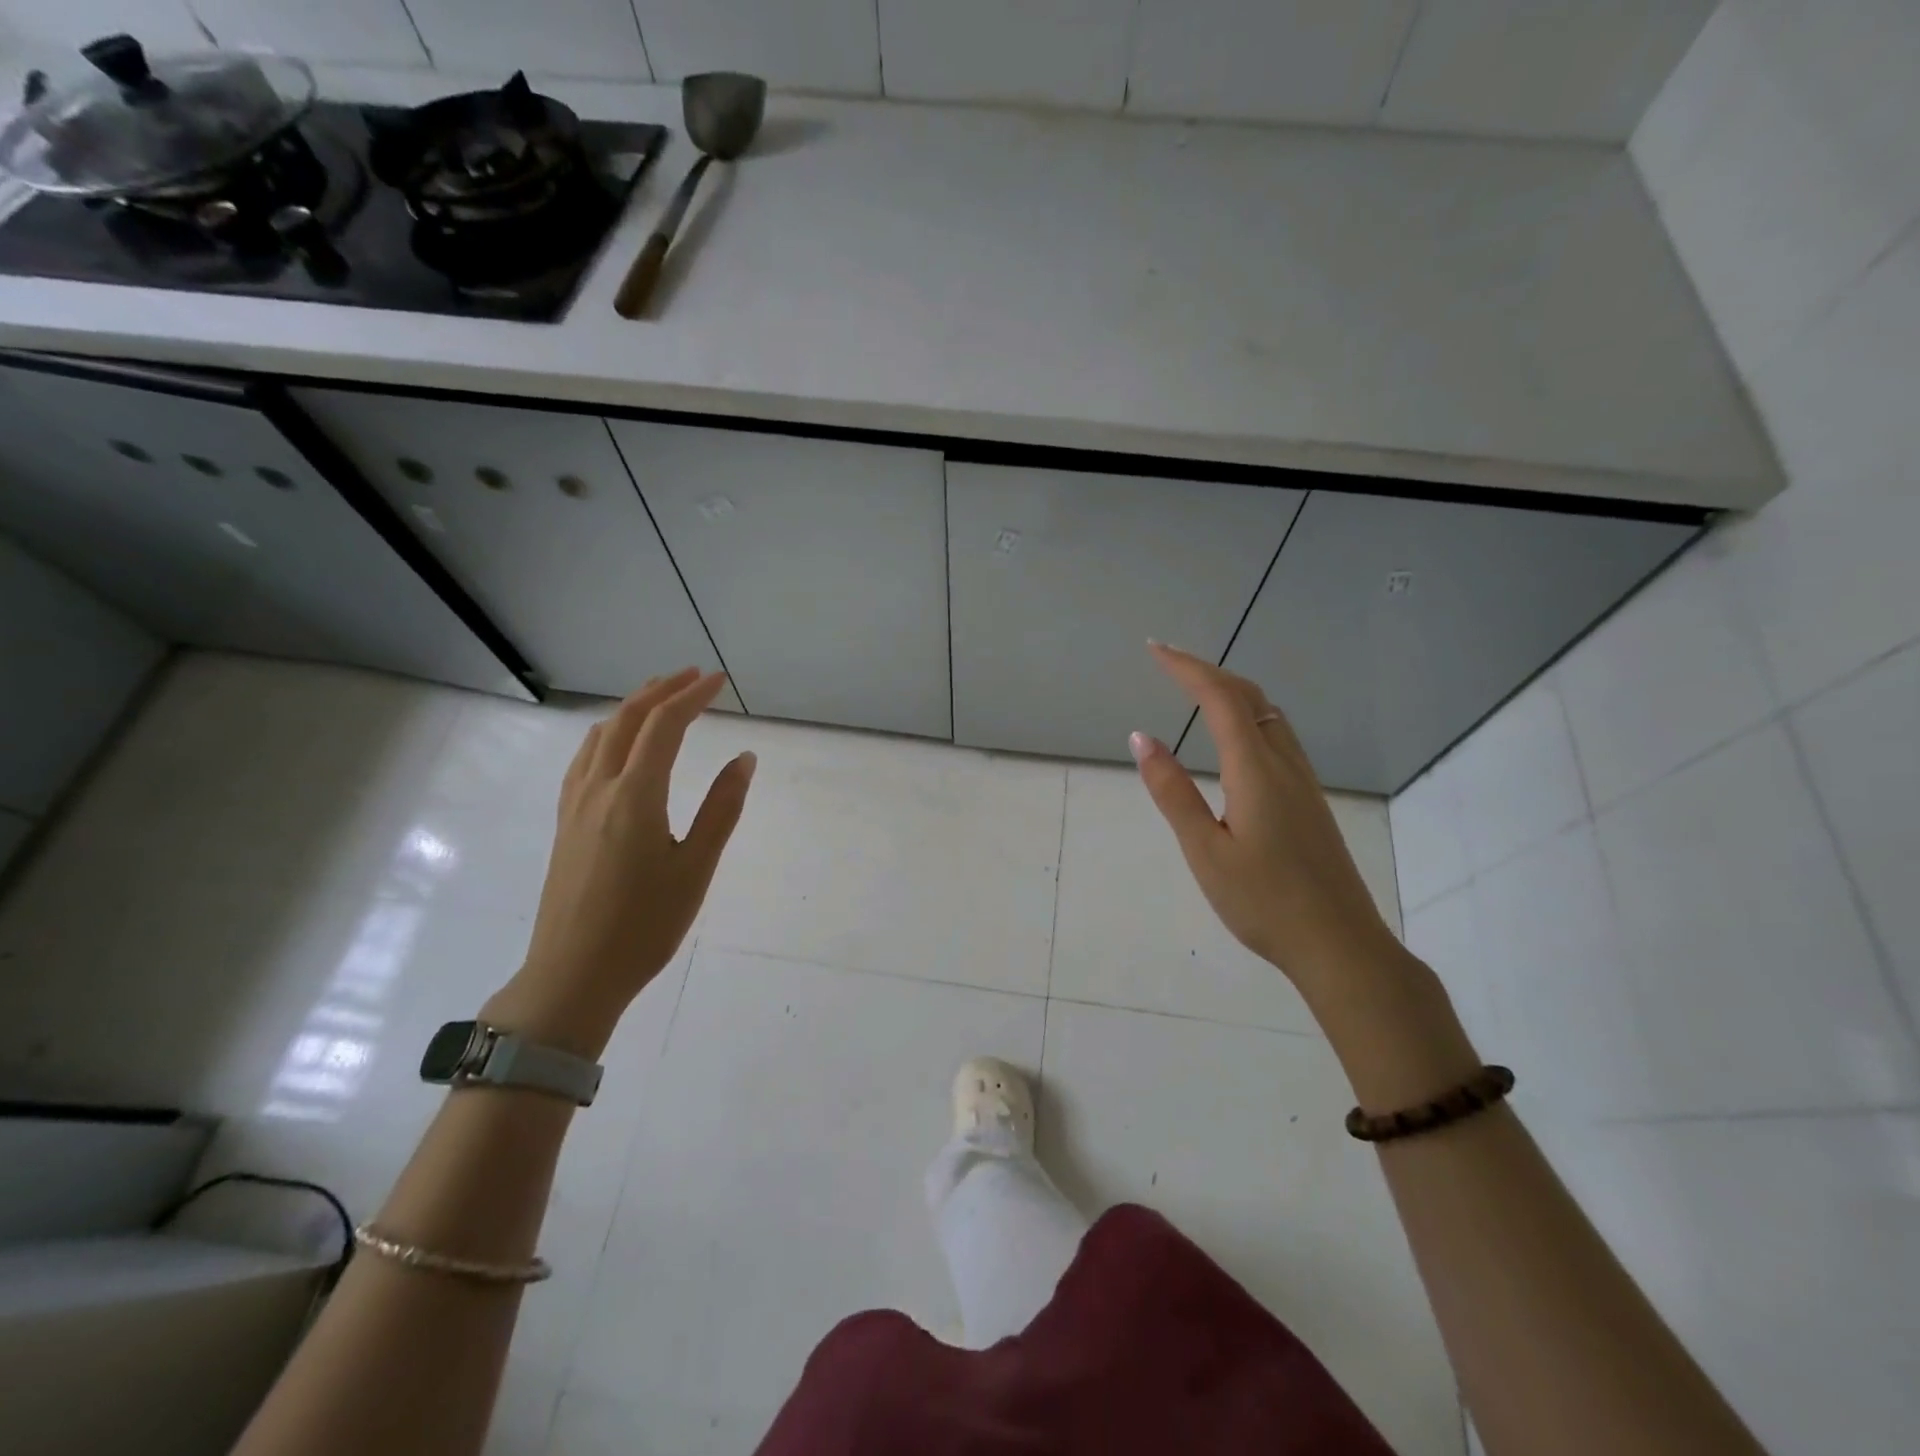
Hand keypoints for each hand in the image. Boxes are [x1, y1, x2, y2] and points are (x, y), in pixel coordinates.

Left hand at [488, 669, 754, 1056]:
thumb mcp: (695, 868)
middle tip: (694, 676)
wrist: (572, 975)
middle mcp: (598, 789)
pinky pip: (584, 758)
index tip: (720, 681)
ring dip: (631, 707)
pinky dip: (607, 733)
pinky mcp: (564, 822)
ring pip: (599, 735)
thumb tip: (744, 759)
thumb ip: (721, 809)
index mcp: (634, 796)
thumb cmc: (644, 926)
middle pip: (627, 720)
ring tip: (659, 697)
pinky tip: (617, 744)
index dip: (693, 696)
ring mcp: (574, 804)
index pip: (664, 726)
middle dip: (661, 690)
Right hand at [1131, 643, 1393, 995]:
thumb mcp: (1204, 850)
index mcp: (1255, 770)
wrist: (1340, 944)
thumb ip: (1173, 791)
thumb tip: (1143, 738)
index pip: (1220, 699)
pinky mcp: (1309, 799)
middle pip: (1249, 696)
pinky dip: (1247, 715)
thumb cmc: (1263, 902)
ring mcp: (1303, 781)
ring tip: (1195, 688)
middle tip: (1168, 661)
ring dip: (1231, 690)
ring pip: (1267, 714)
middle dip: (1207, 670)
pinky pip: (1276, 735)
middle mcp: (1284, 764)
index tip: (1154, 649)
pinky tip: (1234, 736)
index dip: (1186, 668)